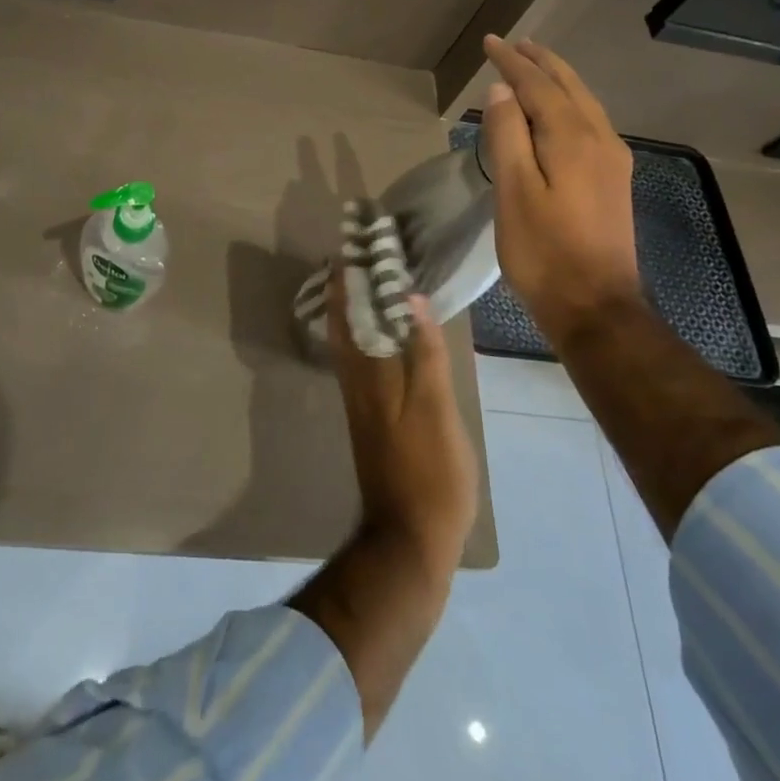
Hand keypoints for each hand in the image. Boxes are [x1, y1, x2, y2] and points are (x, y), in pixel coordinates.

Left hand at [323, 269, 477, 574]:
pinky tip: (382, 334)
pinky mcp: (371, 417)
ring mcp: (360, 400)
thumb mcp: (436, 409)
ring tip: (368, 281)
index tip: (348, 244)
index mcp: (367, 372)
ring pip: (349, 341)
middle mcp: (355, 380)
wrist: (410, 536)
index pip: (347, 311)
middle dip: (346, 287)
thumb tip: (409, 298)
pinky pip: (360, 360)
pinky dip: (366, 335)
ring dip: (354, 308)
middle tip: (358, 254)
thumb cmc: (429, 470)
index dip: (345, 277)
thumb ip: (424, 354)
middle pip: (343, 322)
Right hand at [480, 35, 644, 343]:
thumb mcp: (515, 192)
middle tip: (515, 43)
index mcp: (573, 138)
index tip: (490, 42)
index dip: (512, 62)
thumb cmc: (545, 252)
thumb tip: (503, 90)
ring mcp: (612, 161)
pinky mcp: (613, 181)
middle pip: (569, 86)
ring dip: (558, 79)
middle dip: (541, 62)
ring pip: (584, 103)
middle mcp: (600, 139)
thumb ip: (509, 136)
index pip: (538, 85)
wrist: (597, 308)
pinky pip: (590, 122)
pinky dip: (569, 103)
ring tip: (535, 65)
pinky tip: (559, 111)